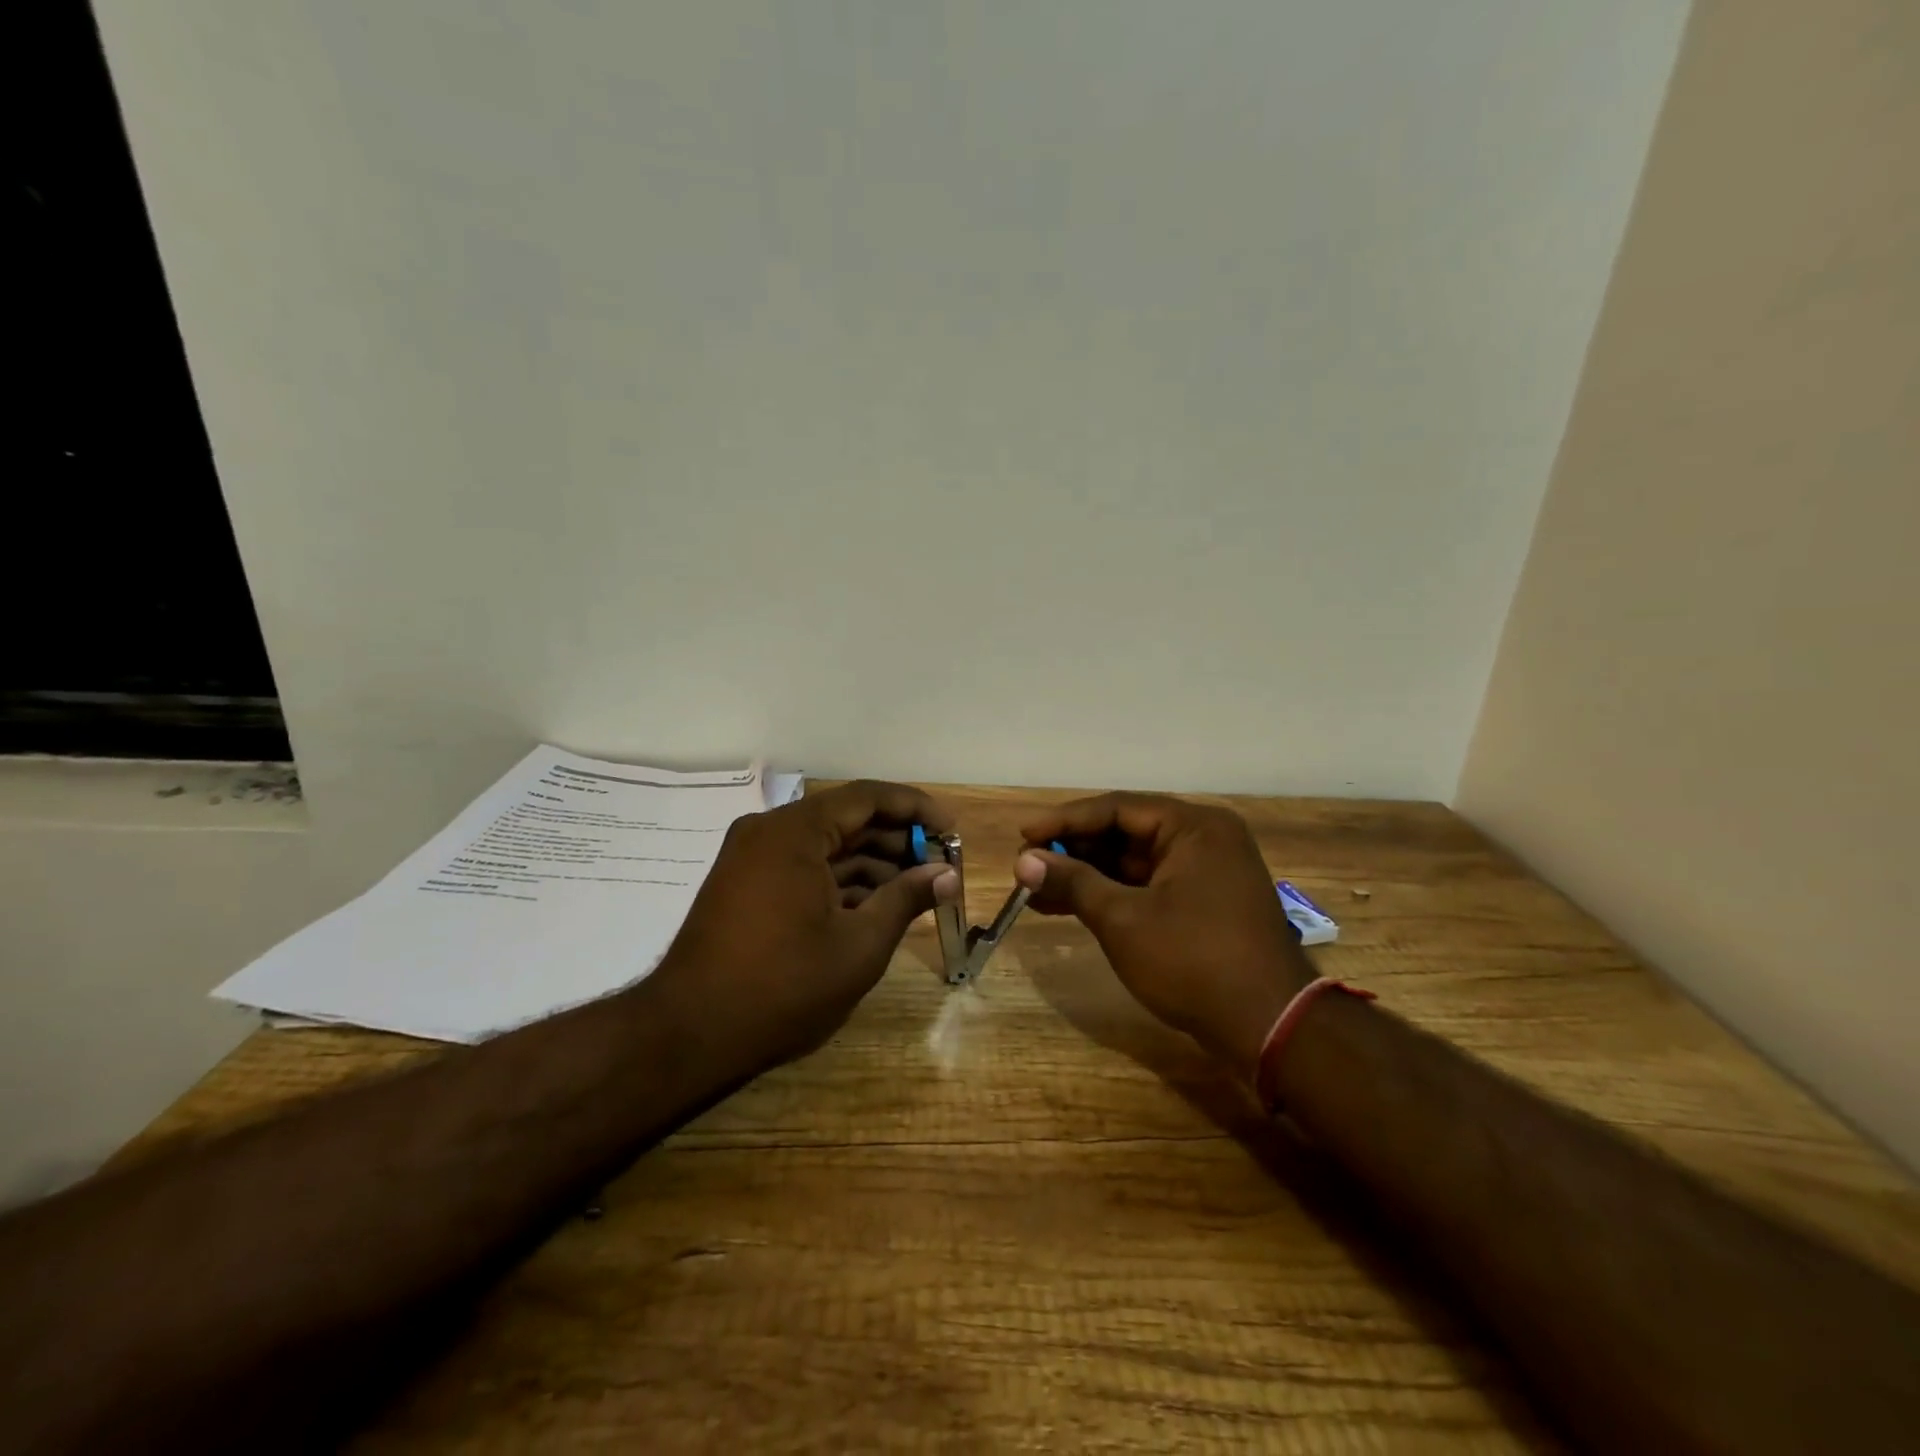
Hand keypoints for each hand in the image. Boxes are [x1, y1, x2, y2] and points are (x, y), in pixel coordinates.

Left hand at [654, 780, 958, 1074]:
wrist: (688, 1034)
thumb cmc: (782, 987)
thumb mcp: (859, 945)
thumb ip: (906, 899)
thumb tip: (947, 875)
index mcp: (794, 832)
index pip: (868, 797)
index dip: (916, 810)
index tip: (951, 832)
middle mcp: (770, 831)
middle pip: (848, 819)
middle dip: (899, 841)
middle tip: (941, 866)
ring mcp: (754, 857)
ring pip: (828, 846)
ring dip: (874, 863)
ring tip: (919, 889)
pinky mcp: (747, 884)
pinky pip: (806, 867)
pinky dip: (843, 880)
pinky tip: (878, 904)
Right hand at [1014, 793, 1313, 1075]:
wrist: (1270, 1026)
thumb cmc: (1193, 961)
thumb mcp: (1123, 919)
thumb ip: (1072, 882)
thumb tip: (1023, 861)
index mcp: (1193, 827)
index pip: (1116, 808)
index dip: (1064, 821)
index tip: (1023, 836)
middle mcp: (1203, 839)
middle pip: (1125, 833)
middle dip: (1073, 850)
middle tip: (1027, 865)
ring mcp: (1207, 873)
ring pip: (1133, 863)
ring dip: (1087, 875)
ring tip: (1036, 889)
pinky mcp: (1204, 904)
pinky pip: (1148, 886)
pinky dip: (1111, 895)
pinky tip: (1069, 906)